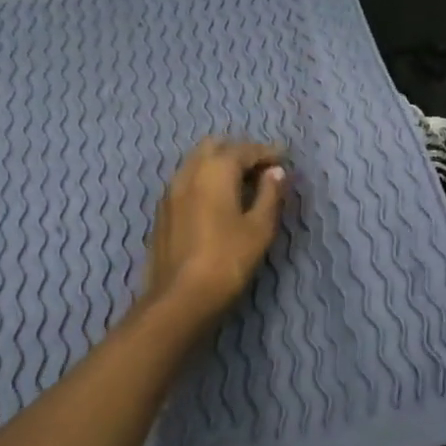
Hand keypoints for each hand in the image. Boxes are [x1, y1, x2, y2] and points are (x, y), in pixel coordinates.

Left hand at [141, 137, 287, 322]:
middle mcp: (189, 171)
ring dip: (219, 165)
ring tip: (241, 185)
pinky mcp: (163, 211)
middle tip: (261, 169)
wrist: (180, 298)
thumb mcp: (259, 228)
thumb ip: (270, 194)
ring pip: (196, 162)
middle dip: (239, 152)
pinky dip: (204, 180)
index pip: (244, 149)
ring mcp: (171, 190)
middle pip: (215, 147)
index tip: (283, 158)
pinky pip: (186, 181)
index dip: (266, 152)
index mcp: (215, 170)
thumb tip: (275, 172)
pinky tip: (216, 201)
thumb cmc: (227, 260)